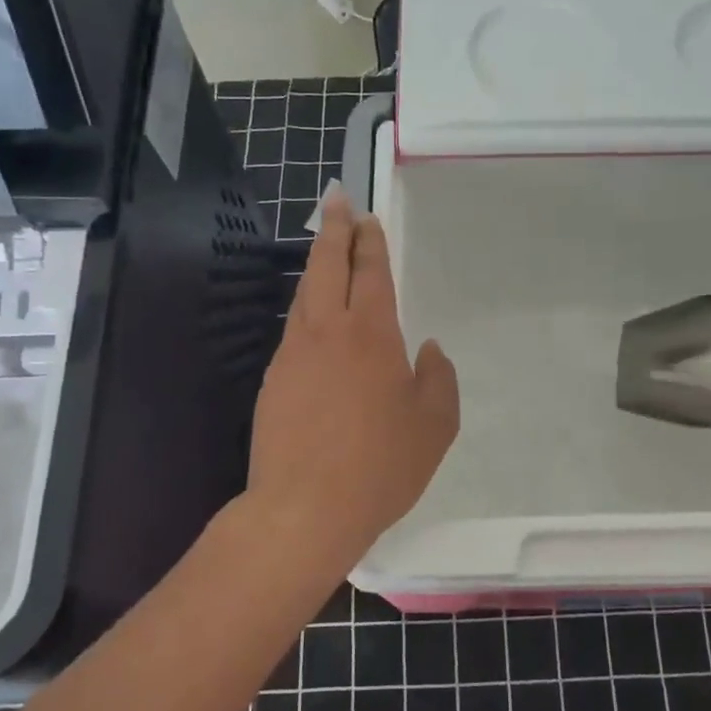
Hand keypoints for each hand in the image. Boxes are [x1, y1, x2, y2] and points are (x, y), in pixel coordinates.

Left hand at [246, 189, 459, 574]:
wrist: (304, 510)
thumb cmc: (381, 465)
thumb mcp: (435, 425)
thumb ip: (438, 378)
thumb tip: (427, 349)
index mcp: (371, 334)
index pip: (369, 272)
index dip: (368, 241)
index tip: (365, 216)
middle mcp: (326, 332)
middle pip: (325, 267)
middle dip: (332, 229)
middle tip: (334, 200)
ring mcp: (292, 356)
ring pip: (303, 296)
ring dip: (316, 267)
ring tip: (326, 252)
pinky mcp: (273, 382)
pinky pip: (294, 331)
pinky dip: (306, 310)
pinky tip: (315, 322)